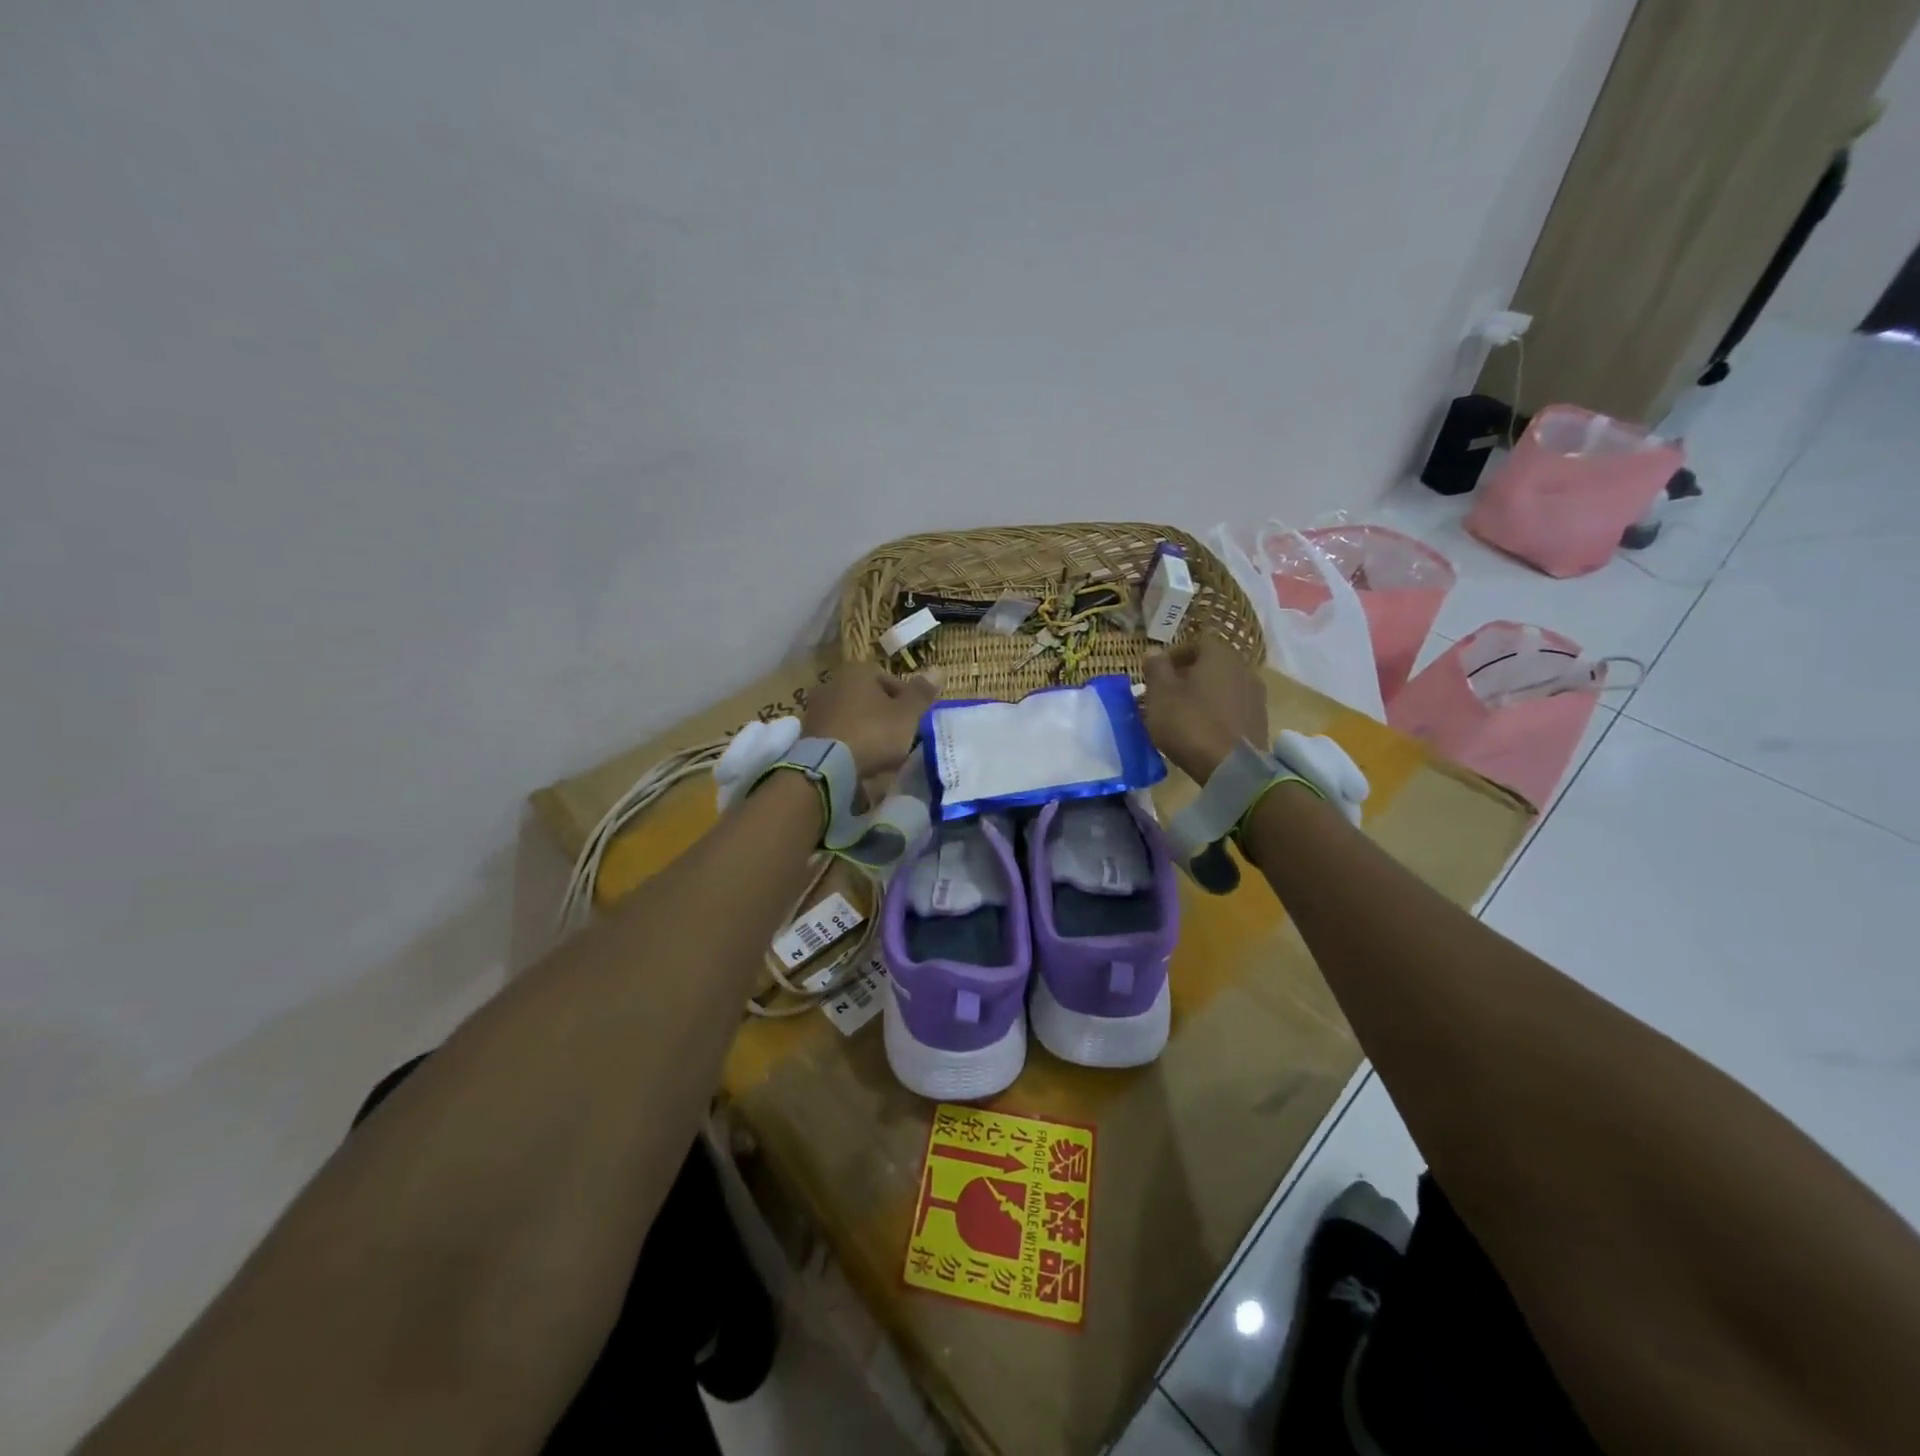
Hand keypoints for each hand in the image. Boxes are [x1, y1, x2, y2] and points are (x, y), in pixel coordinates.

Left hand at [802, 662, 938, 778]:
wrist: (828, 765)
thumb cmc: (873, 732)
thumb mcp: (907, 714)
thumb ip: (921, 693)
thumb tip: (938, 670)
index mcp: (858, 671)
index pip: (889, 679)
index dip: (906, 700)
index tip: (914, 720)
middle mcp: (833, 682)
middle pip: (869, 697)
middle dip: (884, 714)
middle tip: (899, 736)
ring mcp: (817, 707)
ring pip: (852, 715)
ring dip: (866, 728)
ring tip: (880, 751)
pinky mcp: (807, 732)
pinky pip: (838, 732)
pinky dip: (850, 741)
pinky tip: (859, 759)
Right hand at [1141, 638, 1267, 782]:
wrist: (1233, 767)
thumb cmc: (1190, 724)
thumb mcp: (1160, 694)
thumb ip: (1155, 668)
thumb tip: (1154, 651)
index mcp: (1219, 655)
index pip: (1195, 644)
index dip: (1173, 657)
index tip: (1156, 675)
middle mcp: (1243, 668)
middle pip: (1210, 665)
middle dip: (1187, 676)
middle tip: (1166, 695)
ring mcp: (1256, 694)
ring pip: (1222, 687)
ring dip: (1203, 695)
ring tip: (1183, 714)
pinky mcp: (1260, 719)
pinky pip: (1232, 707)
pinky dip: (1217, 712)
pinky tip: (1203, 729)